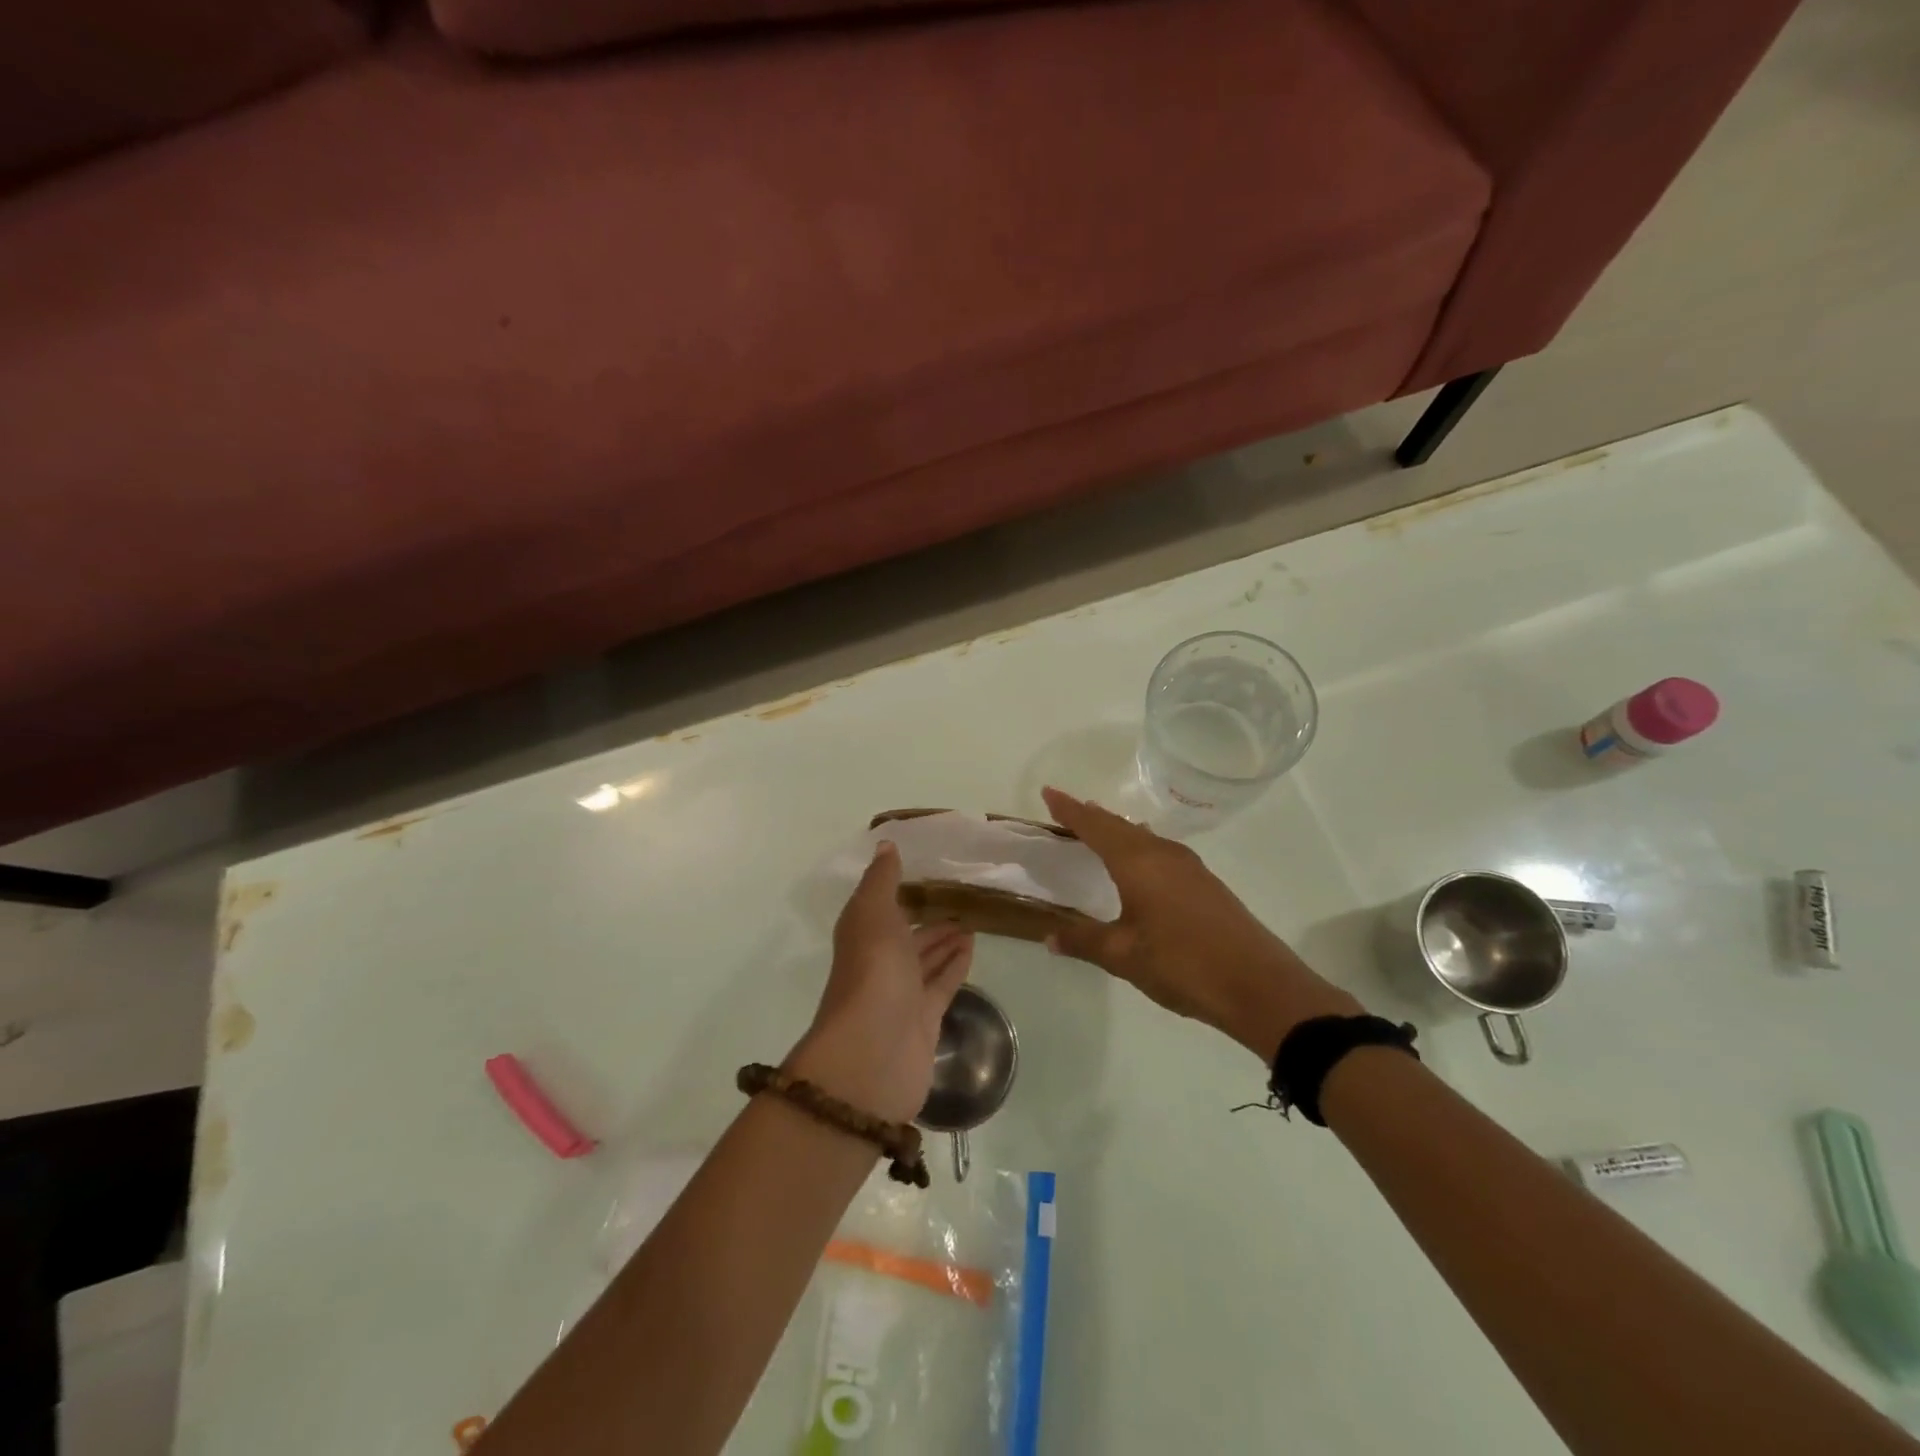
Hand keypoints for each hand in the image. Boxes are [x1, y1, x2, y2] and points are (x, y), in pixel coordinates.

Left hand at [787, 841, 974, 1121]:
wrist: (873, 1052)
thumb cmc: (872, 972)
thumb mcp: (873, 914)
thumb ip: (882, 880)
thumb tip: (886, 844)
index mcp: (864, 935)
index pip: (885, 908)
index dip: (903, 892)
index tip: (930, 873)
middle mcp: (881, 962)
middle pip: (909, 936)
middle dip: (931, 920)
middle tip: (962, 900)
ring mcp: (903, 993)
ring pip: (927, 960)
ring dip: (946, 942)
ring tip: (973, 922)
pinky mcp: (925, 1019)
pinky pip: (943, 984)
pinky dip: (956, 966)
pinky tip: (973, 947)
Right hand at [1040, 787, 1358, 1058]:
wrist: (1259, 985)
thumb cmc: (1182, 964)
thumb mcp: (1123, 956)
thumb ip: (1084, 940)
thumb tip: (1049, 935)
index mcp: (1138, 862)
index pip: (1095, 826)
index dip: (1069, 810)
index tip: (1048, 792)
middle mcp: (1163, 854)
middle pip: (1120, 826)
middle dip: (1092, 817)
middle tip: (1067, 811)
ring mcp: (1189, 867)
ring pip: (1143, 836)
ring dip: (1118, 831)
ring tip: (1098, 830)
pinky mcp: (1205, 883)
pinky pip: (1160, 850)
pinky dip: (1138, 847)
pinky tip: (1139, 863)